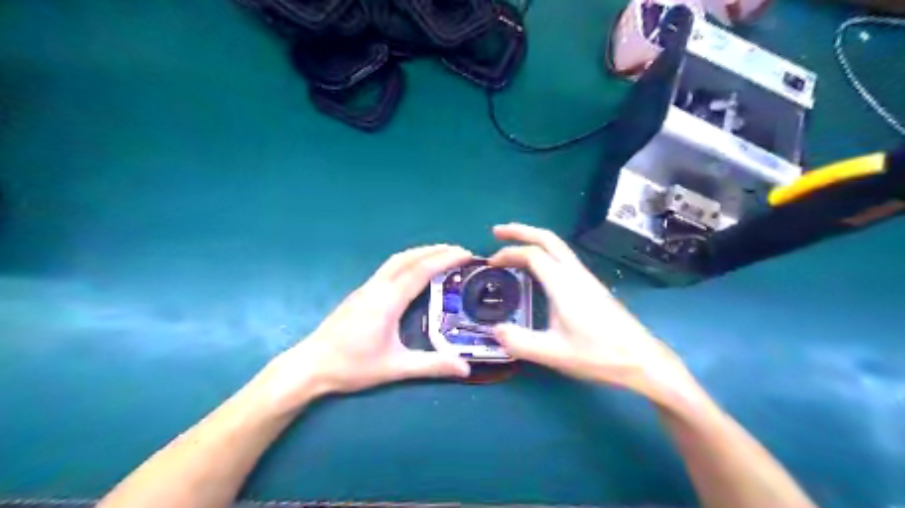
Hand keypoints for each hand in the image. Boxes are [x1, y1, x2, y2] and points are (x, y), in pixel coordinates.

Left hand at [257, 244, 473, 409]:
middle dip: (435, 250)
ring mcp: (366, 288)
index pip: (422, 270)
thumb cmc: (352, 366)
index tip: (466, 253)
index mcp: (388, 300)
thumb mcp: (395, 368)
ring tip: (441, 254)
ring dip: (420, 253)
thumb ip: (431, 366)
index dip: (445, 259)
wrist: (310, 365)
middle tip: (460, 250)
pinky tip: (413, 271)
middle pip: (409, 258)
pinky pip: (388, 268)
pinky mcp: (360, 293)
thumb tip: (465, 369)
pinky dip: (408, 261)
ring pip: (396, 260)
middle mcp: (377, 287)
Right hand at [493, 224, 694, 406]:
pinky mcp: (592, 286)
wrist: (641, 359)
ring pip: (558, 246)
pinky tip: (538, 268)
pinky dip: (544, 252)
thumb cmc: (599, 355)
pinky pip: (564, 258)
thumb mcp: (554, 354)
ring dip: (533, 239)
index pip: (532, 255)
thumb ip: (521, 342)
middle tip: (497, 232)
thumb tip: (494, 330)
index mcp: (564, 284)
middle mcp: (575, 274)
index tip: (490, 263)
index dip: (508, 253)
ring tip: (514, 246)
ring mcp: (586, 278)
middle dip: (520, 231)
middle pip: (548, 238)